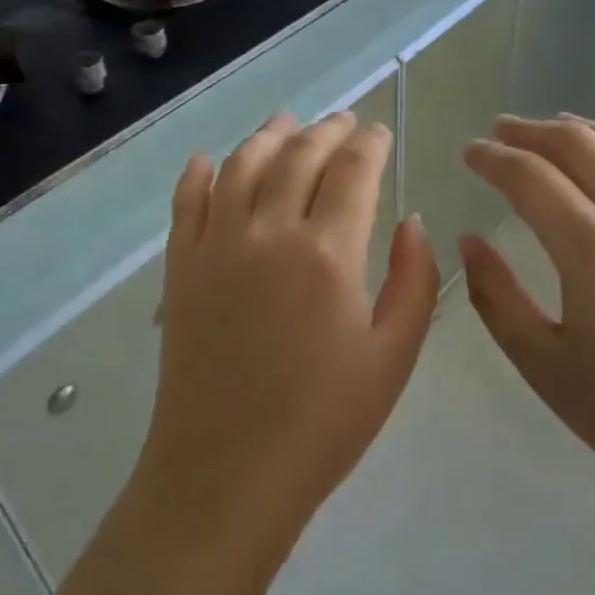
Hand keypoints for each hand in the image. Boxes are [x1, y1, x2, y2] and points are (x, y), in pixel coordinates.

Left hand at [138, 112, 441, 549]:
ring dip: (268, 134)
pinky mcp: (180, 267)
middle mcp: (269, 231)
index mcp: (328, 253)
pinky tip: (206, 159)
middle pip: (300, 155)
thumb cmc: (322, 423)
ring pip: (242, 165)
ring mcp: (217, 244)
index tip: (379, 133)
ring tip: (287, 120)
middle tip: (344, 121)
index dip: (370, 144)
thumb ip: (414, 281)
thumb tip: (412, 221)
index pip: (353, 171)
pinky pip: (186, 202)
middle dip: (327, 130)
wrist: (225, 474)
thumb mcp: (393, 358)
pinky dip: (198, 173)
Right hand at [459, 116, 594, 527]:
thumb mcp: (545, 365)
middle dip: (533, 131)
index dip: (492, 158)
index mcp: (591, 247)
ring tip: (561, 126)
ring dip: (589, 131)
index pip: (528, 177)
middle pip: (580, 146)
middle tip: (502, 128)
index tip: (469, 151)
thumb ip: (496, 296)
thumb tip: (469, 240)